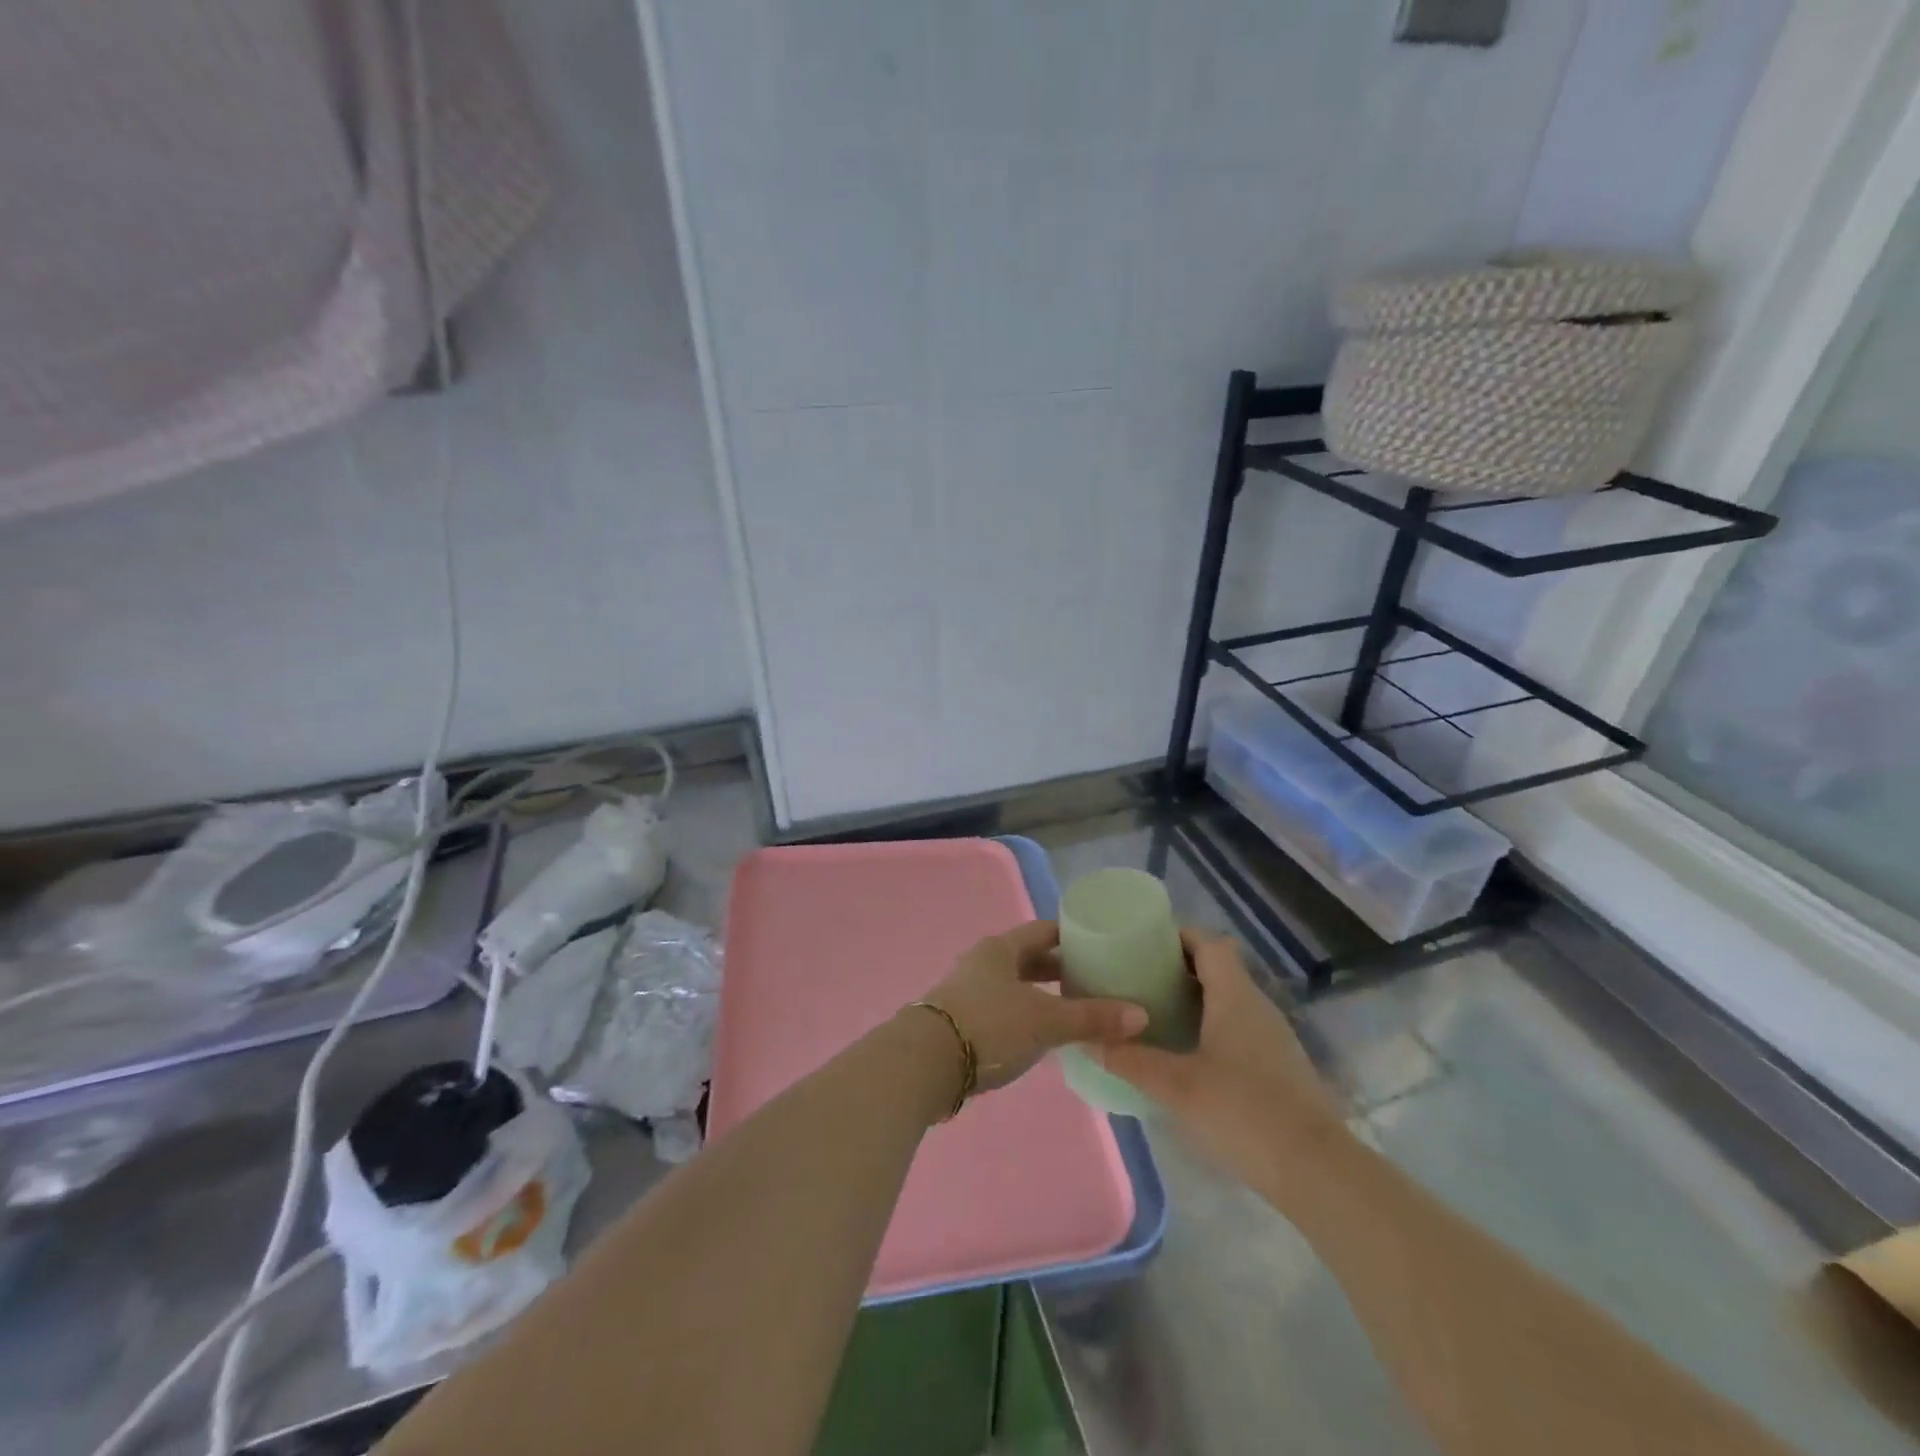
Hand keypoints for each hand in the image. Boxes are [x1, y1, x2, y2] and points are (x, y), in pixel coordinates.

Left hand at [921, 921, 1147, 1093]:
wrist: (925, 1064)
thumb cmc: (989, 1026)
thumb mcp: (1045, 1020)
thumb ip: (1091, 1017)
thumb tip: (1141, 1015)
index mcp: (1002, 948)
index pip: (1044, 931)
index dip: (1072, 936)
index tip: (1101, 945)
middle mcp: (983, 962)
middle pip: (1029, 958)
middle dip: (1060, 969)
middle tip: (1095, 981)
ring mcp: (969, 991)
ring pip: (1015, 986)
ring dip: (1042, 995)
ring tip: (1075, 1010)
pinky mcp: (962, 1021)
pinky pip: (1003, 1010)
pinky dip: (1026, 1016)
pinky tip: (1043, 1036)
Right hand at [1092, 929, 1345, 1179]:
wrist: (1318, 1172)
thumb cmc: (1243, 1112)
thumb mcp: (1176, 1087)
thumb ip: (1131, 1061)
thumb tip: (1088, 1042)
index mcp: (1235, 996)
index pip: (1209, 943)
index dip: (1177, 937)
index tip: (1142, 945)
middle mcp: (1257, 1006)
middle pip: (1218, 968)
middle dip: (1177, 969)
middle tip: (1137, 981)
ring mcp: (1273, 1037)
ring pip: (1229, 1000)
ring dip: (1194, 1000)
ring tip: (1154, 1015)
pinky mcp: (1279, 1067)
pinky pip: (1238, 1028)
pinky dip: (1210, 1027)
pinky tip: (1186, 1055)